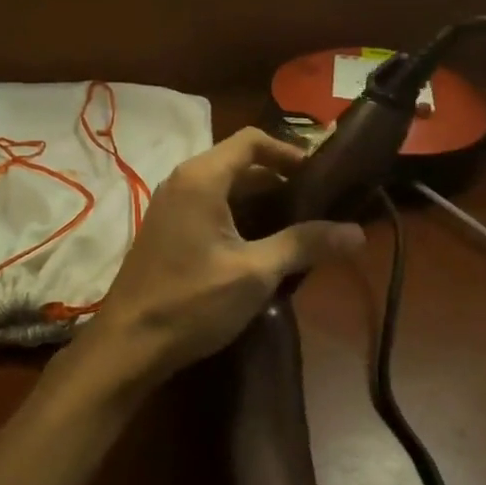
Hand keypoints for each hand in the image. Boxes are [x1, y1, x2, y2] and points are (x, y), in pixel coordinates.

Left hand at [69, 128, 365, 390]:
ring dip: (260, 201)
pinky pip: (209, 207)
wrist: (128, 343)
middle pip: (239, 163)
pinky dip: (238, 216)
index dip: (289, 152)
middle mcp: (183, 181)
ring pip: (224, 188)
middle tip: (317, 205)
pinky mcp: (167, 230)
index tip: (321, 177)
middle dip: (279, 180)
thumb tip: (357, 232)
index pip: (252, 141)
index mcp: (201, 177)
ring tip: (297, 227)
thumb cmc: (192, 301)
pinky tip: (262, 247)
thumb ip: (304, 245)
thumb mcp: (256, 273)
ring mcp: (171, 205)